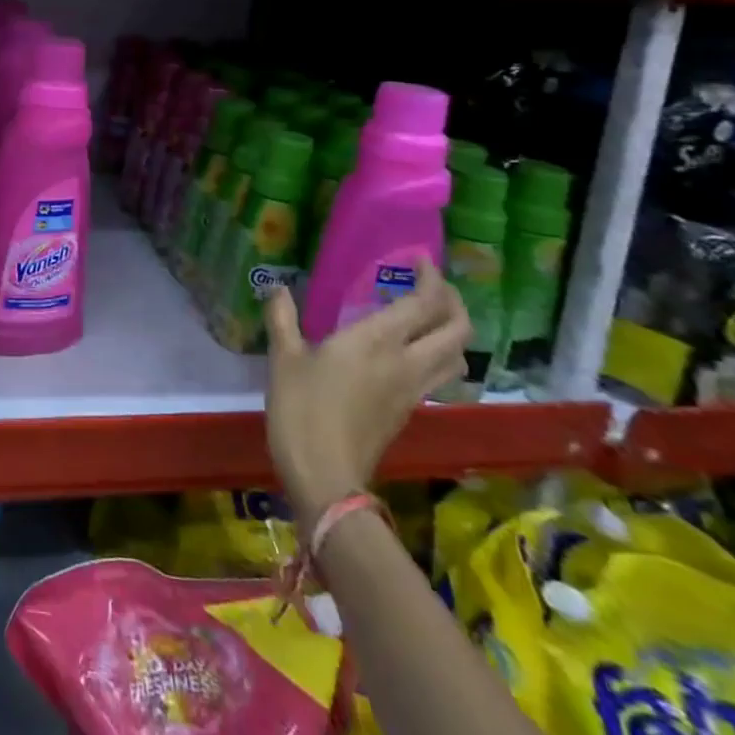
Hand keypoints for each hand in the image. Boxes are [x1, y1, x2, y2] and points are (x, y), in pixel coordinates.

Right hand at [265, 258, 469, 529]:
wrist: (325, 475)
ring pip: (456, 356)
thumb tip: (277, 288)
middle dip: (453, 302)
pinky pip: (438, 375)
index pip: (424, 303)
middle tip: (431, 285)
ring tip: (427, 317)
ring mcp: (413, 390)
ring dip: (452, 332)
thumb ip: (282, 318)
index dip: (431, 278)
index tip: (420, 260)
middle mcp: (406, 362)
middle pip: (457, 330)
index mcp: (377, 341)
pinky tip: (408, 353)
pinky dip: (437, 355)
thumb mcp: (284, 358)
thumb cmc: (301, 409)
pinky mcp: (409, 411)